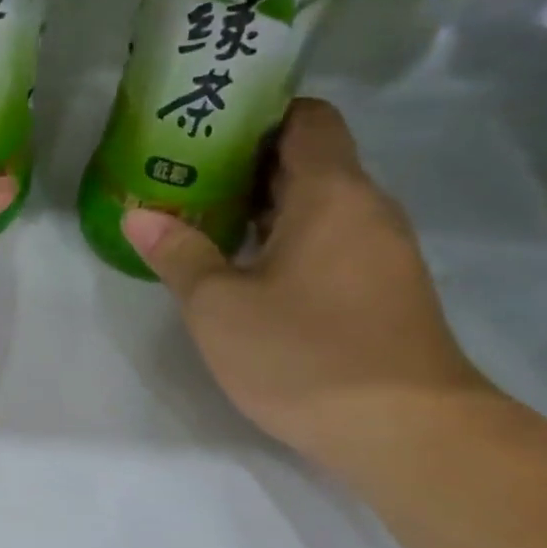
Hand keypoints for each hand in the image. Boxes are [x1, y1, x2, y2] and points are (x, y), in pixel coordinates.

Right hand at [122, 98, 493, 474]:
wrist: (408, 434)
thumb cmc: (306, 355)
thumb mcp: (220, 307)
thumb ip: (178, 254)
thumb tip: (138, 214)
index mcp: (332, 193)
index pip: (307, 117)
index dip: (258, 113)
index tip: (206, 126)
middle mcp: (366, 209)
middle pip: (308, 160)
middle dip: (245, 161)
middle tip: (182, 172)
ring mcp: (380, 252)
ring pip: (317, 205)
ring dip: (262, 205)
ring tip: (200, 216)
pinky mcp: (382, 290)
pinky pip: (329, 241)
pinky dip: (285, 239)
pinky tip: (243, 268)